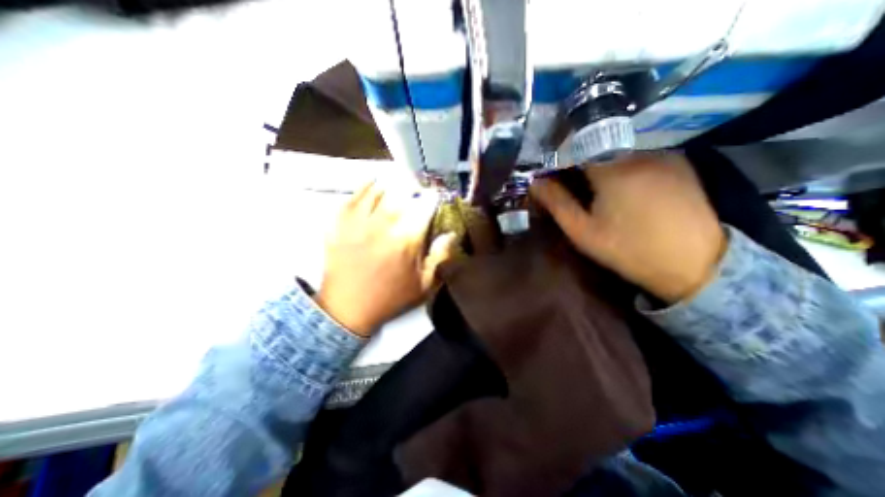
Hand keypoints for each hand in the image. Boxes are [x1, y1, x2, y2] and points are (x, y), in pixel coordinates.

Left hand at [315, 183, 455, 337]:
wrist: (347, 308)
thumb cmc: (390, 298)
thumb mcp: (424, 285)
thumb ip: (440, 257)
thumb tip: (451, 234)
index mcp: (407, 239)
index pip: (425, 205)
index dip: (433, 197)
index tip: (435, 196)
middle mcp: (384, 224)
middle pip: (402, 191)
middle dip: (414, 186)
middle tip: (417, 189)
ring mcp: (360, 221)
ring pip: (379, 189)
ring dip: (393, 183)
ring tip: (399, 185)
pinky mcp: (340, 222)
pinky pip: (354, 195)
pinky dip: (367, 186)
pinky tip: (374, 185)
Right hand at [529, 152, 721, 303]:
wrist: (694, 264)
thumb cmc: (628, 249)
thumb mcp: (583, 231)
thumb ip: (556, 203)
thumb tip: (535, 182)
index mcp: (611, 168)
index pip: (574, 147)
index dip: (558, 159)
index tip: (549, 174)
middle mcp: (637, 151)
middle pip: (595, 145)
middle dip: (576, 160)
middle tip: (567, 183)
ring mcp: (661, 153)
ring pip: (616, 148)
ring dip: (598, 161)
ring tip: (592, 186)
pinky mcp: (677, 161)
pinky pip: (637, 153)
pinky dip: (620, 162)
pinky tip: (620, 185)